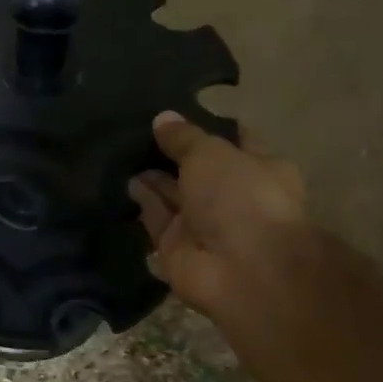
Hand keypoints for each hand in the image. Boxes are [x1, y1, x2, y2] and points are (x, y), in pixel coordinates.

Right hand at [128, 111, 309, 322]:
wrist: (241, 269)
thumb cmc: (240, 197)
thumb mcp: (211, 153)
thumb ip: (183, 137)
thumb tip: (162, 118)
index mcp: (260, 168)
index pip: (232, 141)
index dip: (205, 127)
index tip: (175, 113)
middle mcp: (232, 196)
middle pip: (197, 169)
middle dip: (171, 153)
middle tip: (137, 130)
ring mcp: (204, 223)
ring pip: (173, 194)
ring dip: (152, 177)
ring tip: (122, 151)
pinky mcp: (176, 246)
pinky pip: (156, 219)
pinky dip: (143, 202)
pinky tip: (124, 181)